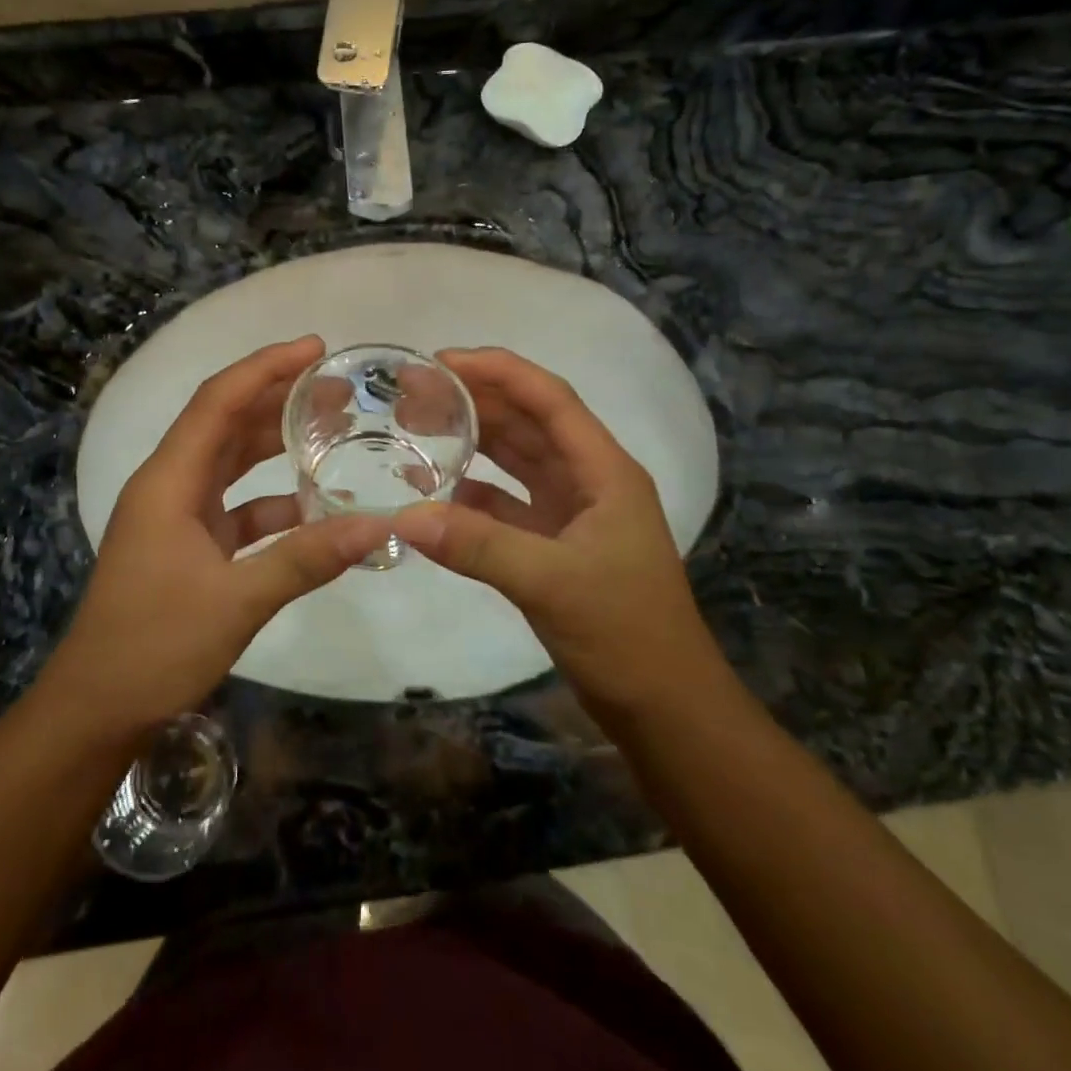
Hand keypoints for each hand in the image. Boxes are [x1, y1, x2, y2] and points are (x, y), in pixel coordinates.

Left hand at [44, 336, 388, 734]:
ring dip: (273, 444)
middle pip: (225, 422)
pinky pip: (234, 505)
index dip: (265, 367)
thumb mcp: (238, 600)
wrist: (98, 707)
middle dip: (276, 398)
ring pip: (229, 461)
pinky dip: (270, 499)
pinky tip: (311, 506)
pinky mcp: (186, 543)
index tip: (314, 347)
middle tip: (334, 387)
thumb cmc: (155, 645)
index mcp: (168, 480)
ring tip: (329, 428)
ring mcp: (175, 515)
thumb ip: (307, 558)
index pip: (218, 400)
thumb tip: (379, 526)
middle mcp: (169, 485)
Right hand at [390, 347, 727, 720]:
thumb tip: (405, 516)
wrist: (665, 709)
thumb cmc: (626, 633)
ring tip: (419, 427)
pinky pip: (507, 506)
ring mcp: (572, 514)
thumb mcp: (551, 582)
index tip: (443, 361)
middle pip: (529, 423)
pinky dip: (474, 496)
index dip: (498, 371)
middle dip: (476, 401)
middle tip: (415, 392)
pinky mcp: (555, 546)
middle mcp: (589, 481)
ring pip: (516, 462)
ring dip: (474, 442)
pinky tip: (436, 495)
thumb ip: (479, 545)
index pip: (549, 399)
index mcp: (604, 471)